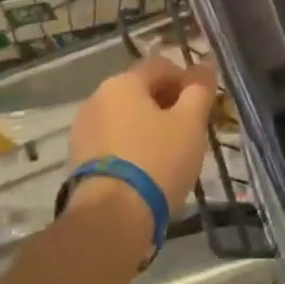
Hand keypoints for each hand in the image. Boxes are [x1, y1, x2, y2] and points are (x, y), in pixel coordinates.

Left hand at [67, 56, 217, 231]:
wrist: (110, 221)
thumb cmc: (156, 162)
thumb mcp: (189, 124)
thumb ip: (200, 90)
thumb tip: (206, 63)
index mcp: (123, 82)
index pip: (161, 65)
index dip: (186, 80)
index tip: (202, 106)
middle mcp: (97, 97)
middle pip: (140, 91)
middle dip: (168, 105)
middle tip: (190, 132)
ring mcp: (83, 130)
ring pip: (126, 118)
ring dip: (149, 128)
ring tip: (170, 156)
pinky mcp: (78, 160)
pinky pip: (113, 142)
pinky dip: (131, 148)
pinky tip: (147, 173)